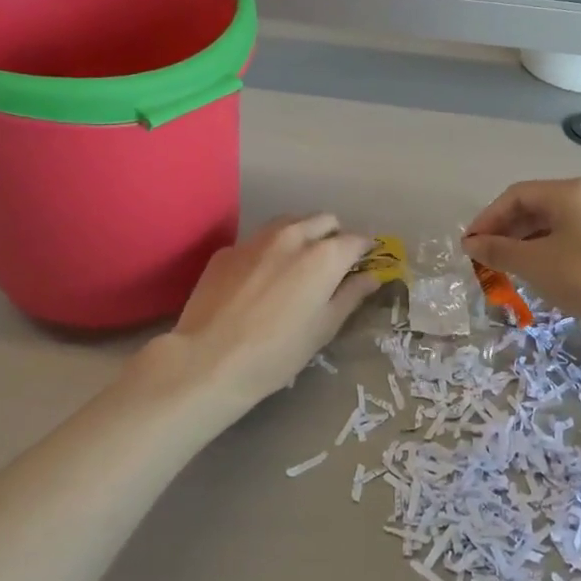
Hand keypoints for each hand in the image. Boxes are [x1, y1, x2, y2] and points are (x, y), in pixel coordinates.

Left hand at [151, 215, 377, 417]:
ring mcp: (256, 239)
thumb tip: (372, 276)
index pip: (357, 240)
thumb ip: (351, 295)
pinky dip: (268, 251)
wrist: (208, 360)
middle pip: (325, 220)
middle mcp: (293, 236)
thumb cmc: (277, 352)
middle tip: (330, 265)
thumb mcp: (324, 328)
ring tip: (296, 265)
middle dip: (333, 236)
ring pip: (290, 222)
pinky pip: (258, 240)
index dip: (364, 251)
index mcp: (324, 256)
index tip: (363, 265)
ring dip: (302, 235)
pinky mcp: (228, 250)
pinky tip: (259, 280)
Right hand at [462, 178, 580, 329]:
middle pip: (533, 207)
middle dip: (504, 231)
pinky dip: (543, 251)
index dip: (487, 218)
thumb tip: (471, 244)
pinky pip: (566, 238)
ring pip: (550, 224)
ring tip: (504, 267)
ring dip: (522, 243)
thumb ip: (497, 250)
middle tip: (483, 257)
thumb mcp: (533, 264)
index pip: (515, 195)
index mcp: (567, 191)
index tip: (469, 245)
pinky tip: (534, 272)